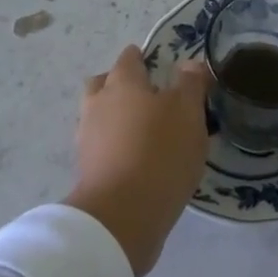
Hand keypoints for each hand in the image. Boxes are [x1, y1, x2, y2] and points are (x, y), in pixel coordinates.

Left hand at [64, 46, 210, 276]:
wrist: (121, 218)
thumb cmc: (160, 152)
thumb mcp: (188, 112)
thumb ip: (191, 84)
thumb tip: (190, 64)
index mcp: (122, 82)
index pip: (129, 58)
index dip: (143, 58)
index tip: (159, 65)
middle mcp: (98, 104)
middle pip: (103, 84)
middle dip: (120, 85)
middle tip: (147, 97)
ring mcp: (87, 140)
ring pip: (98, 117)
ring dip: (115, 119)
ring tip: (144, 133)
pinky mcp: (87, 172)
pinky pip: (100, 148)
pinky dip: (114, 148)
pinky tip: (136, 160)